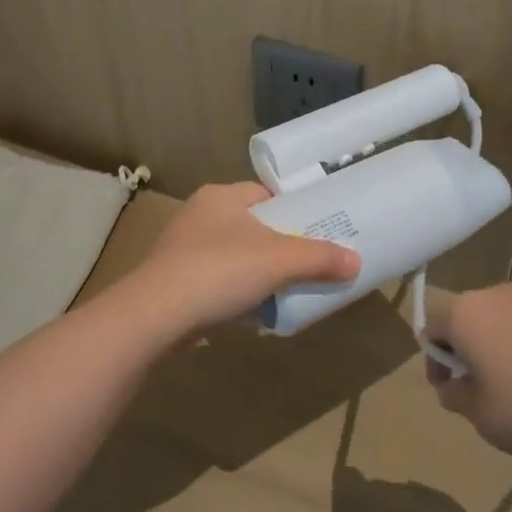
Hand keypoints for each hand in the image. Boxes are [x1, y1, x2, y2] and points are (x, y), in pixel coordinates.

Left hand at [126, 182, 360, 335]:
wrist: (155, 316)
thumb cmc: (219, 271)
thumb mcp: (279, 262)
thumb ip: (319, 259)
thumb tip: (356, 262)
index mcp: (221, 196)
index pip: (265, 194)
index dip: (293, 209)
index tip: (316, 229)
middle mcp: (199, 215)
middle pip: (252, 225)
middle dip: (279, 244)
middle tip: (308, 262)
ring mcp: (183, 249)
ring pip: (235, 254)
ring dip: (257, 271)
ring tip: (286, 288)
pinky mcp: (174, 281)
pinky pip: (217, 280)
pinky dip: (236, 291)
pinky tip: (253, 310)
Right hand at [421, 284, 511, 462]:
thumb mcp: (488, 421)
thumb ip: (459, 400)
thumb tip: (455, 385)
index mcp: (465, 313)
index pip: (430, 326)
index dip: (435, 362)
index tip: (454, 394)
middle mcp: (494, 293)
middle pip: (467, 319)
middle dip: (469, 356)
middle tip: (488, 398)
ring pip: (502, 322)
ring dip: (502, 352)